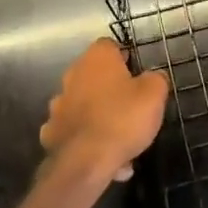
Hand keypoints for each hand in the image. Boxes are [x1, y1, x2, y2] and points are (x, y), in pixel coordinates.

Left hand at [39, 39, 168, 183]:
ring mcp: (58, 103)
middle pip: (94, 74)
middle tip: (130, 106)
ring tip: (118, 137)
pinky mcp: (51, 132)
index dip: (124, 58)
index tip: (137, 75)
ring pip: (83, 103)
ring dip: (97, 114)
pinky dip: (85, 138)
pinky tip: (102, 155)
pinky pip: (74, 130)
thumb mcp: (154, 95)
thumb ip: (156, 79)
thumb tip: (153, 76)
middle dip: (110, 88)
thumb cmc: (122, 118)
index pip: (110, 46)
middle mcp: (73, 74)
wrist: (84, 162)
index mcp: (97, 58)